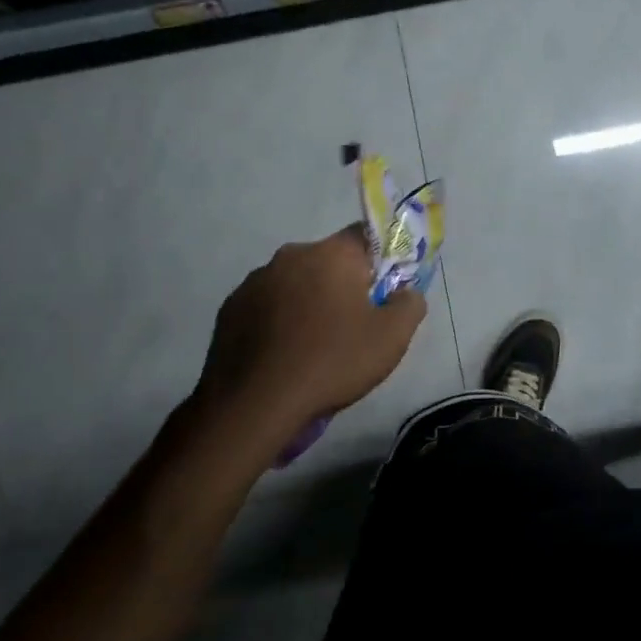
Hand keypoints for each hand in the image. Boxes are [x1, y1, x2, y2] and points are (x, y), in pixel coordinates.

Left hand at [191, 226, 426, 436]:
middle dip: (343, 285)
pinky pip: (267, 305)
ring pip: (296, 283)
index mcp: (331, 254)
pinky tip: (285, 354)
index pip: (365, 235)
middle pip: (329, 261)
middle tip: (354, 325)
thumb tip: (405, 292)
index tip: (384, 292)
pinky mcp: (230, 308)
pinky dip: (279, 321)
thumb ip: (410, 304)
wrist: (255, 405)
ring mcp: (255, 281)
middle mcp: (290, 255)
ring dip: (309, 302)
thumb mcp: (392, 337)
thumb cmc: (332, 362)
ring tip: (315, 345)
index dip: (381, 261)